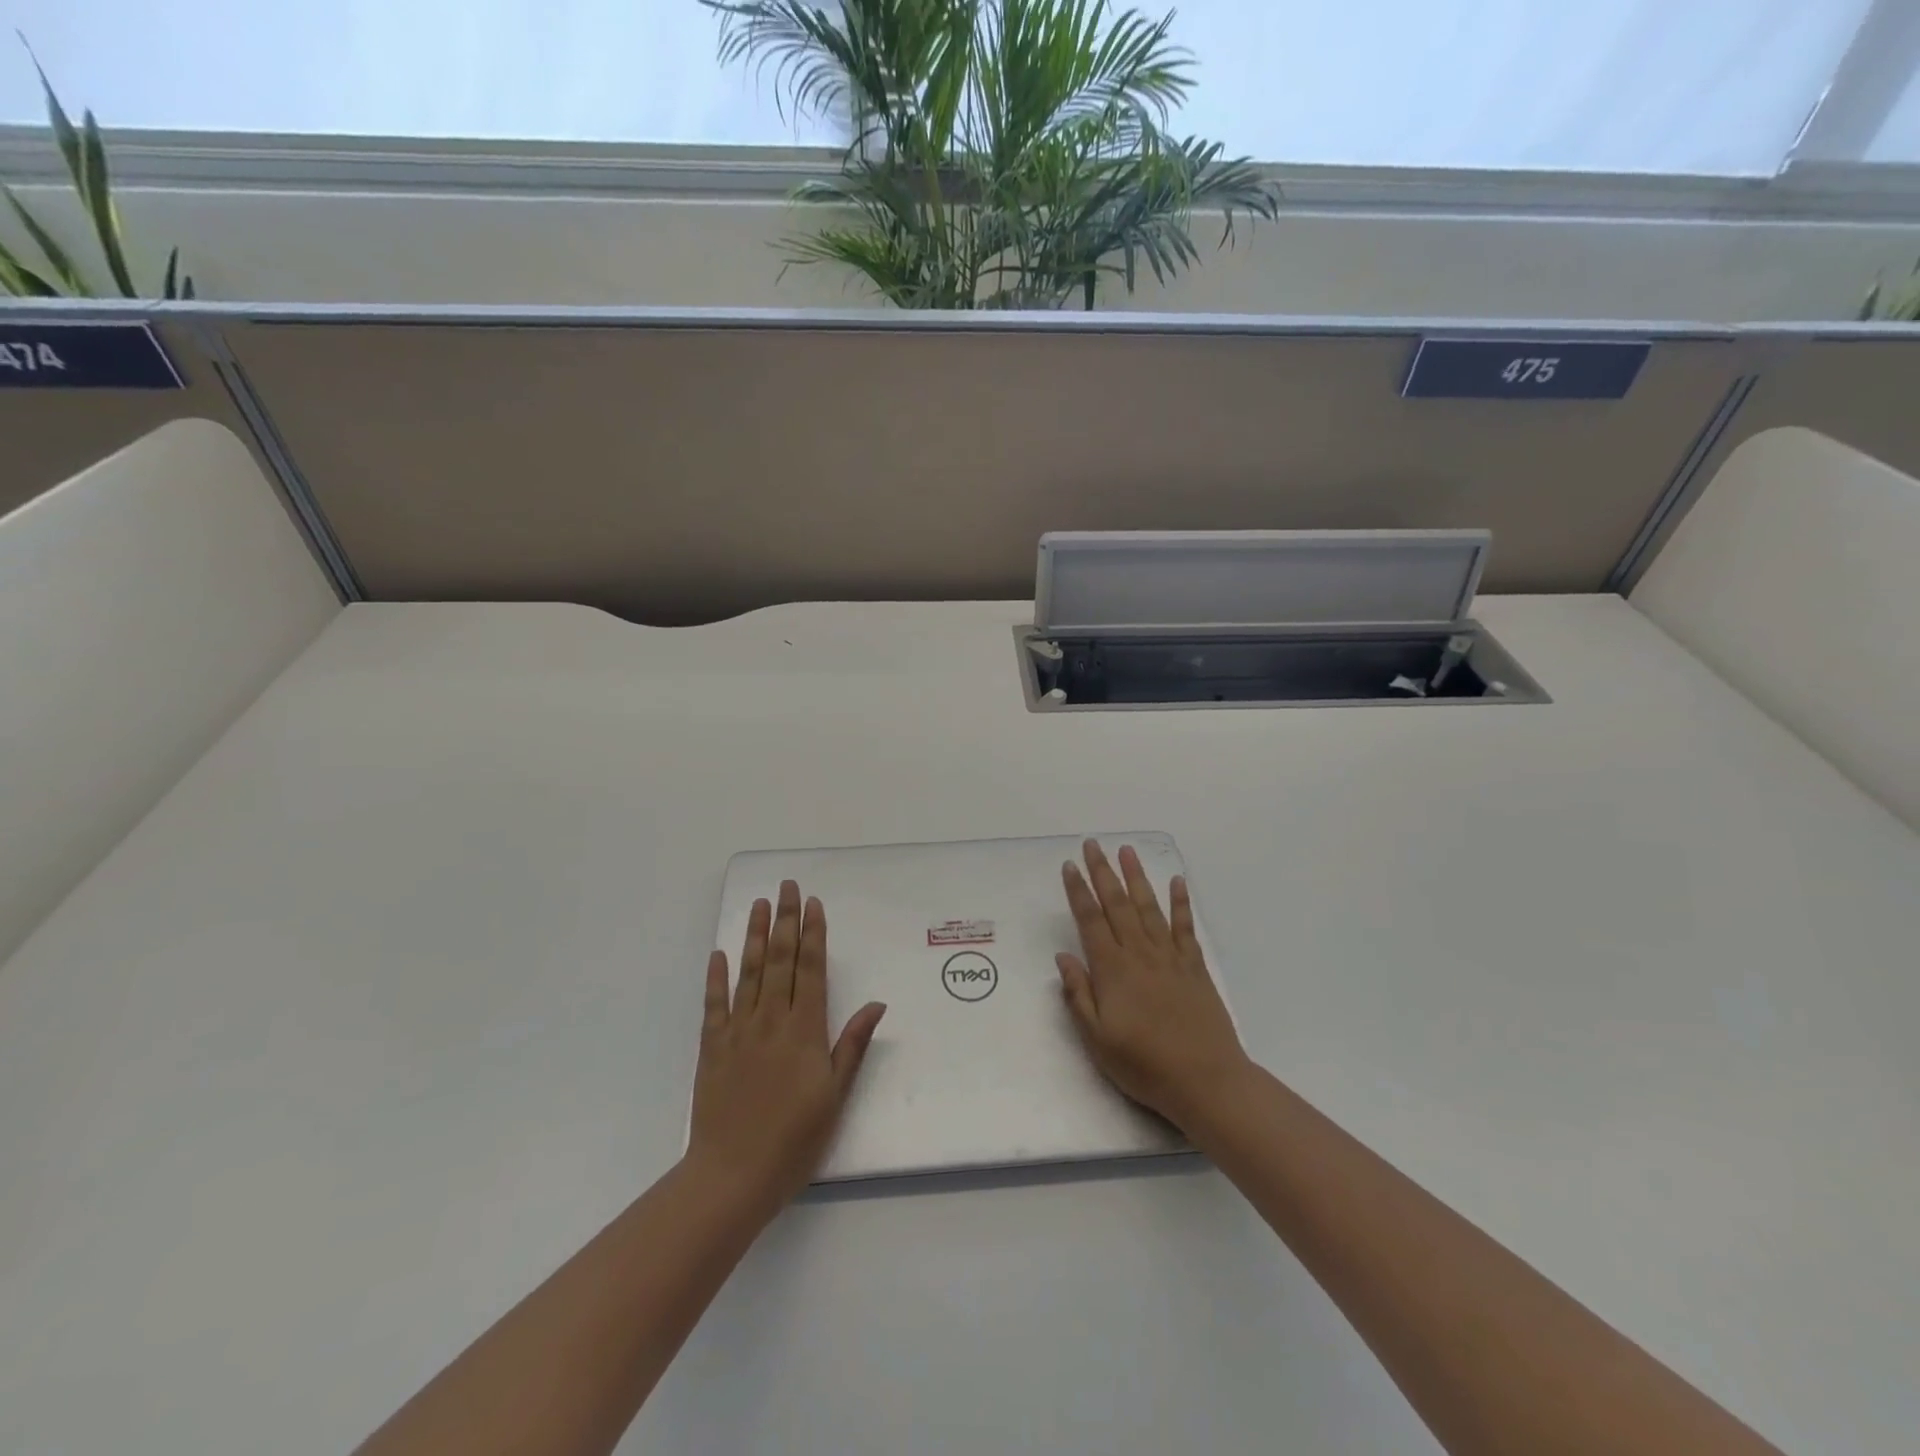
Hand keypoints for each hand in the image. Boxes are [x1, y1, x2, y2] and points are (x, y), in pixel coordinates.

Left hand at [687, 881, 885, 1219]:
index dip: (812, 934)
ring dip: (755, 936)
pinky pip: (714, 1004)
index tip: (813, 904)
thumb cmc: (794, 1140)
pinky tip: (720, 953)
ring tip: (759, 904)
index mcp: (804, 1030)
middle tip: (787, 887)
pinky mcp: (712, 1048)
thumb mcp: (835, 1096)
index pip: (810, 969)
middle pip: (780, 960)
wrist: (733, 1176)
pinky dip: (717, 977)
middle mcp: (771, 1020)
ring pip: (749, 972)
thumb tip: (876, 1004)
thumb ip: (852, 1046)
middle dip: (785, 920)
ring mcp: (738, 1031)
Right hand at [1056, 841, 1250, 1129]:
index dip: (1078, 891)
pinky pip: (1185, 927)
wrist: (1206, 1081)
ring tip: (1127, 851)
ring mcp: (1170, 957)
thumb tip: (1063, 957)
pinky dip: (1181, 903)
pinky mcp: (1194, 967)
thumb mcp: (1097, 1039)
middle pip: (1118, 904)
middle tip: (1093, 844)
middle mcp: (1139, 954)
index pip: (1090, 920)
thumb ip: (1078, 995)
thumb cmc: (1144, 1065)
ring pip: (1149, 907)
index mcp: (1112, 970)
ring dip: (1137, 877)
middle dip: (1103, 872)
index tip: (1069, 866)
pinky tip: (1177, 882)